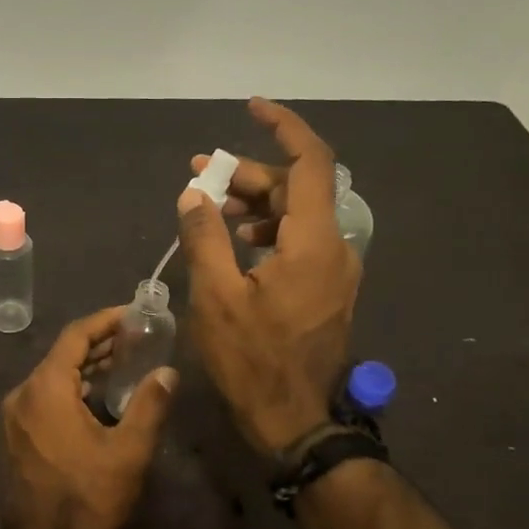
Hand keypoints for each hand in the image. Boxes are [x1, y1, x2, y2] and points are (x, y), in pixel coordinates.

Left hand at [2, 306, 176, 528]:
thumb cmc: (89, 496)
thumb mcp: (128, 450)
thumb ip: (150, 405)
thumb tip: (168, 372)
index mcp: (45, 388)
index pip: (75, 336)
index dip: (104, 321)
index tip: (131, 313)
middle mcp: (23, 394)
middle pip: (62, 354)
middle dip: (98, 343)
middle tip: (134, 337)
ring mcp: (15, 416)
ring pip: (52, 376)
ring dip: (85, 367)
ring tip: (122, 362)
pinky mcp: (17, 435)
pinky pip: (44, 396)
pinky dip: (70, 388)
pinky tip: (96, 396)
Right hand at [177, 98, 359, 452]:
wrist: (294, 420)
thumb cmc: (252, 360)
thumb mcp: (215, 296)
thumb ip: (204, 237)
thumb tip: (193, 194)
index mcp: (313, 243)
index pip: (310, 163)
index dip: (284, 128)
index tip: (251, 108)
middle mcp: (334, 247)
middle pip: (296, 188)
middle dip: (248, 175)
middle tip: (198, 176)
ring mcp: (334, 270)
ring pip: (297, 215)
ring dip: (254, 204)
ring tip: (209, 209)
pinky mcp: (326, 288)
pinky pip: (299, 240)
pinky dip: (267, 230)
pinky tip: (235, 242)